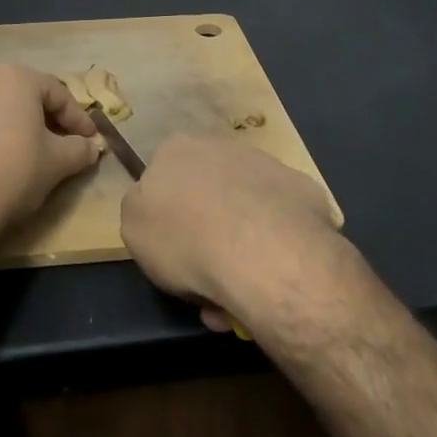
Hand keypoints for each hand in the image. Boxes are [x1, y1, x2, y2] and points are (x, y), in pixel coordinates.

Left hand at [0, 64, 103, 238]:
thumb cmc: (14, 171)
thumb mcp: (58, 162)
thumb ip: (80, 149)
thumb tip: (92, 147)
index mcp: (16, 76)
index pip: (58, 93)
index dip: (79, 119)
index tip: (92, 140)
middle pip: (26, 95)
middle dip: (48, 119)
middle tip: (64, 144)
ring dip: (19, 125)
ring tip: (32, 152)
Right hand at [120, 134, 342, 332]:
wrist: (263, 252)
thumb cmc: (185, 239)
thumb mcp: (132, 230)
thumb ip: (141, 211)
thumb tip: (160, 211)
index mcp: (175, 149)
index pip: (163, 178)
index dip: (166, 216)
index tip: (171, 250)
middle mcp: (221, 145)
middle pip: (207, 191)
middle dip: (205, 230)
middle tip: (204, 276)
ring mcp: (267, 165)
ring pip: (245, 209)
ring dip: (239, 244)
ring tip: (237, 290)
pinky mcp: (304, 190)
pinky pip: (280, 222)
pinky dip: (273, 247)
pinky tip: (270, 278)